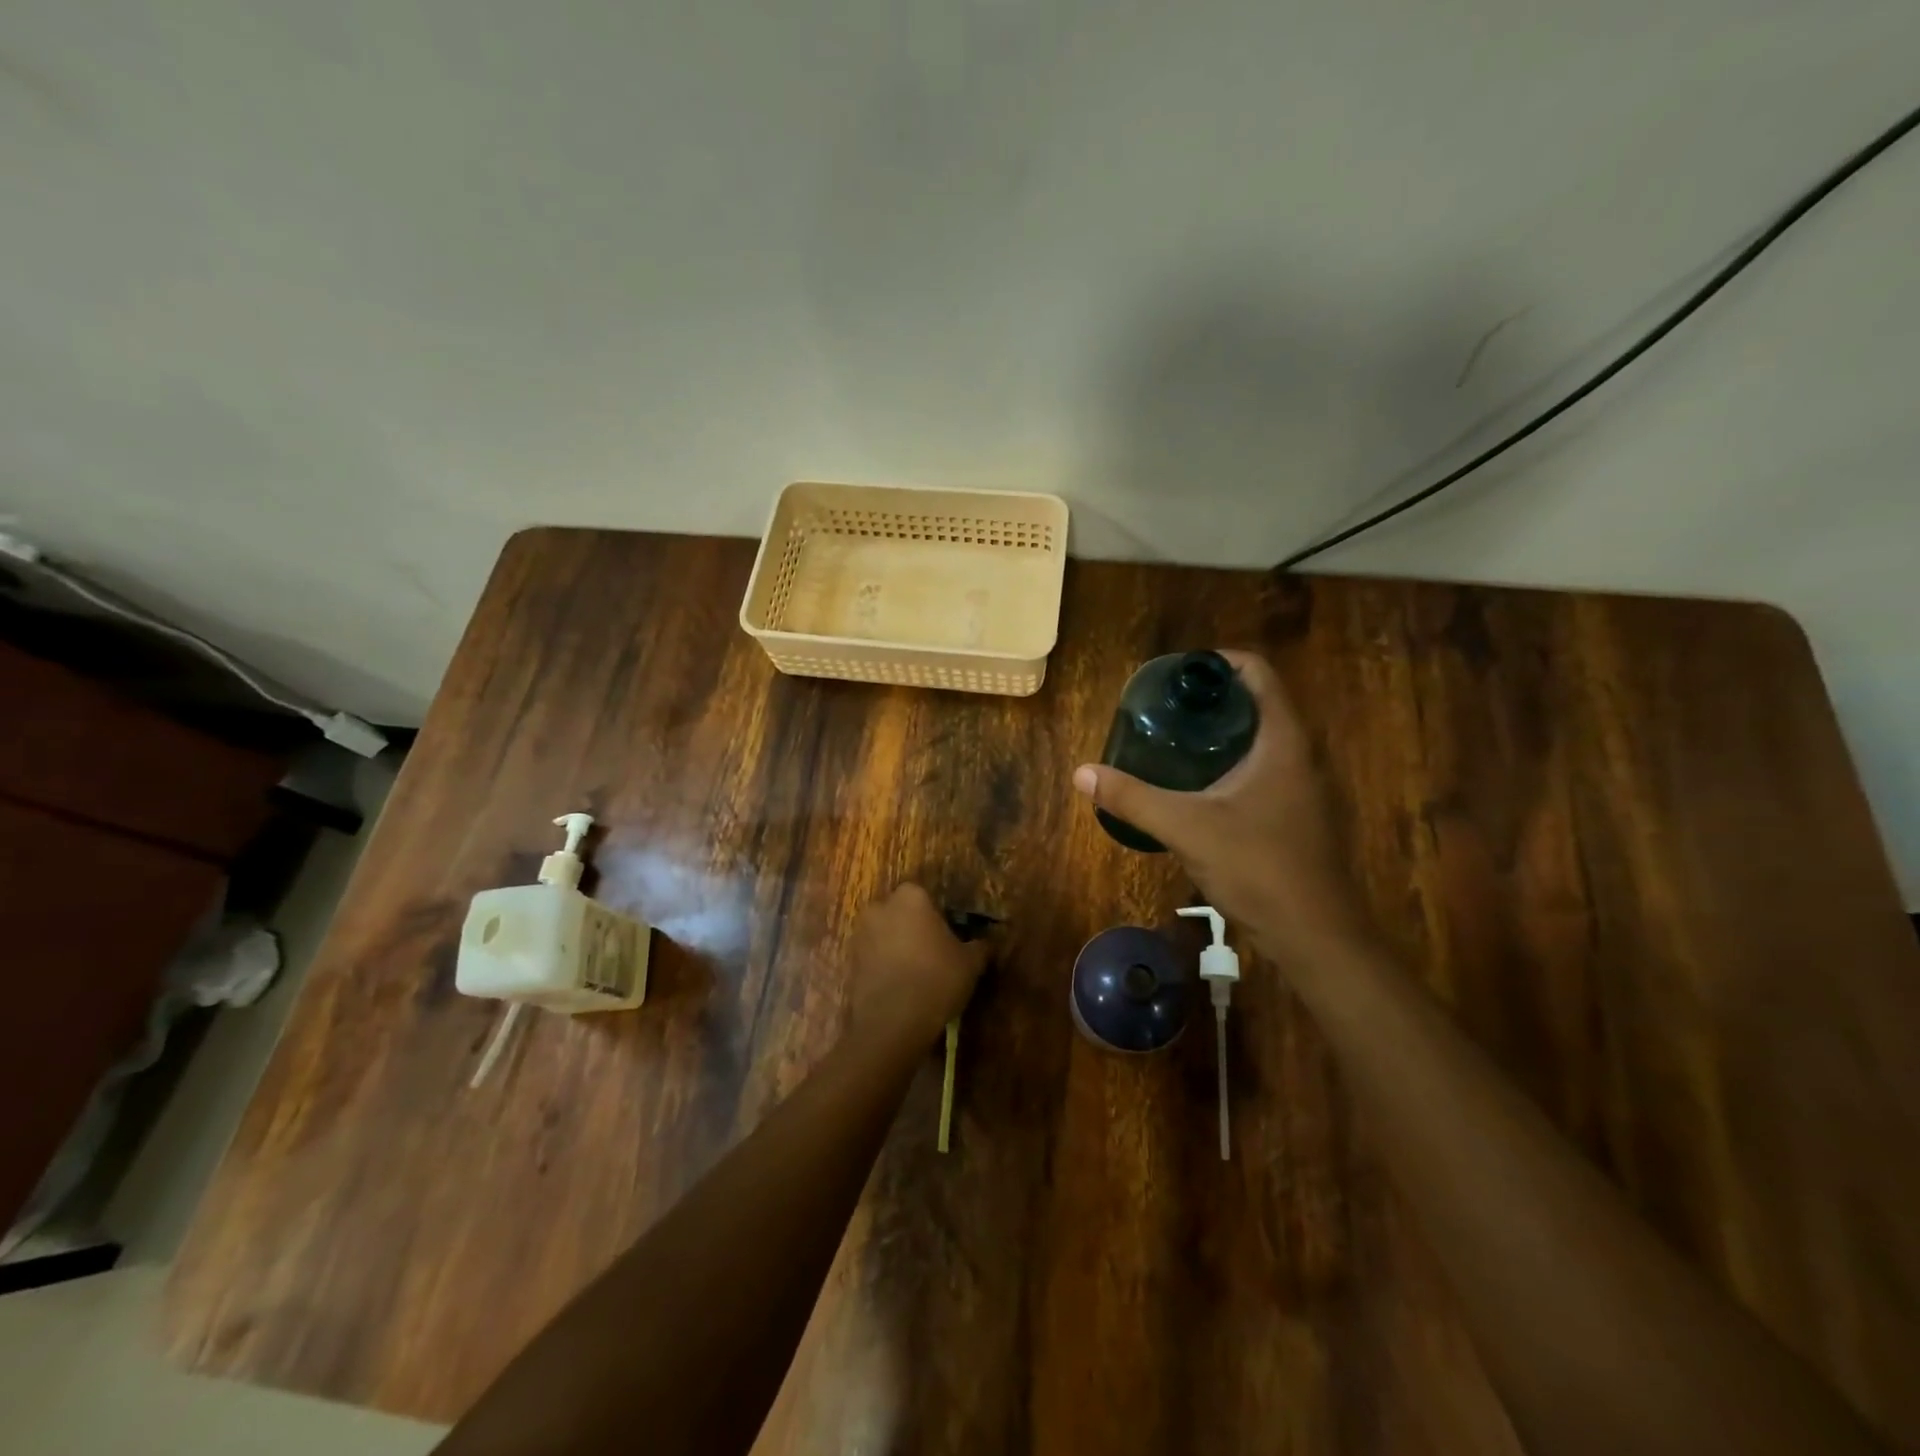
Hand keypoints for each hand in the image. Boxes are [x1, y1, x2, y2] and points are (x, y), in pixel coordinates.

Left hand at [849, 884, 989, 1045]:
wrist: (892, 1022)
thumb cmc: (936, 978)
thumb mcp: (970, 963)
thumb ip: (979, 946)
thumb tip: (984, 943)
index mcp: (911, 897)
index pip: (927, 896)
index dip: (939, 916)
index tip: (950, 937)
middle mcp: (880, 907)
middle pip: (901, 913)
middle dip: (914, 928)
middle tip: (934, 954)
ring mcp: (860, 934)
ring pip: (885, 935)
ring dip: (897, 948)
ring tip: (916, 974)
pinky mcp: (849, 962)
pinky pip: (873, 958)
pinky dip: (884, 967)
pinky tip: (900, 987)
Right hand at [1073, 650, 1366, 956]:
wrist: (1315, 935)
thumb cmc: (1258, 867)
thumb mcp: (1186, 827)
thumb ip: (1133, 798)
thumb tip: (1082, 773)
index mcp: (1283, 740)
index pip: (1258, 673)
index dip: (1218, 662)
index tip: (1176, 674)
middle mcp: (1300, 754)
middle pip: (1256, 703)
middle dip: (1210, 698)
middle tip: (1163, 707)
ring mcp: (1303, 786)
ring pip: (1260, 739)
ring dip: (1220, 732)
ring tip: (1172, 739)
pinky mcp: (1297, 814)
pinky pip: (1262, 769)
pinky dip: (1229, 762)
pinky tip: (1196, 786)